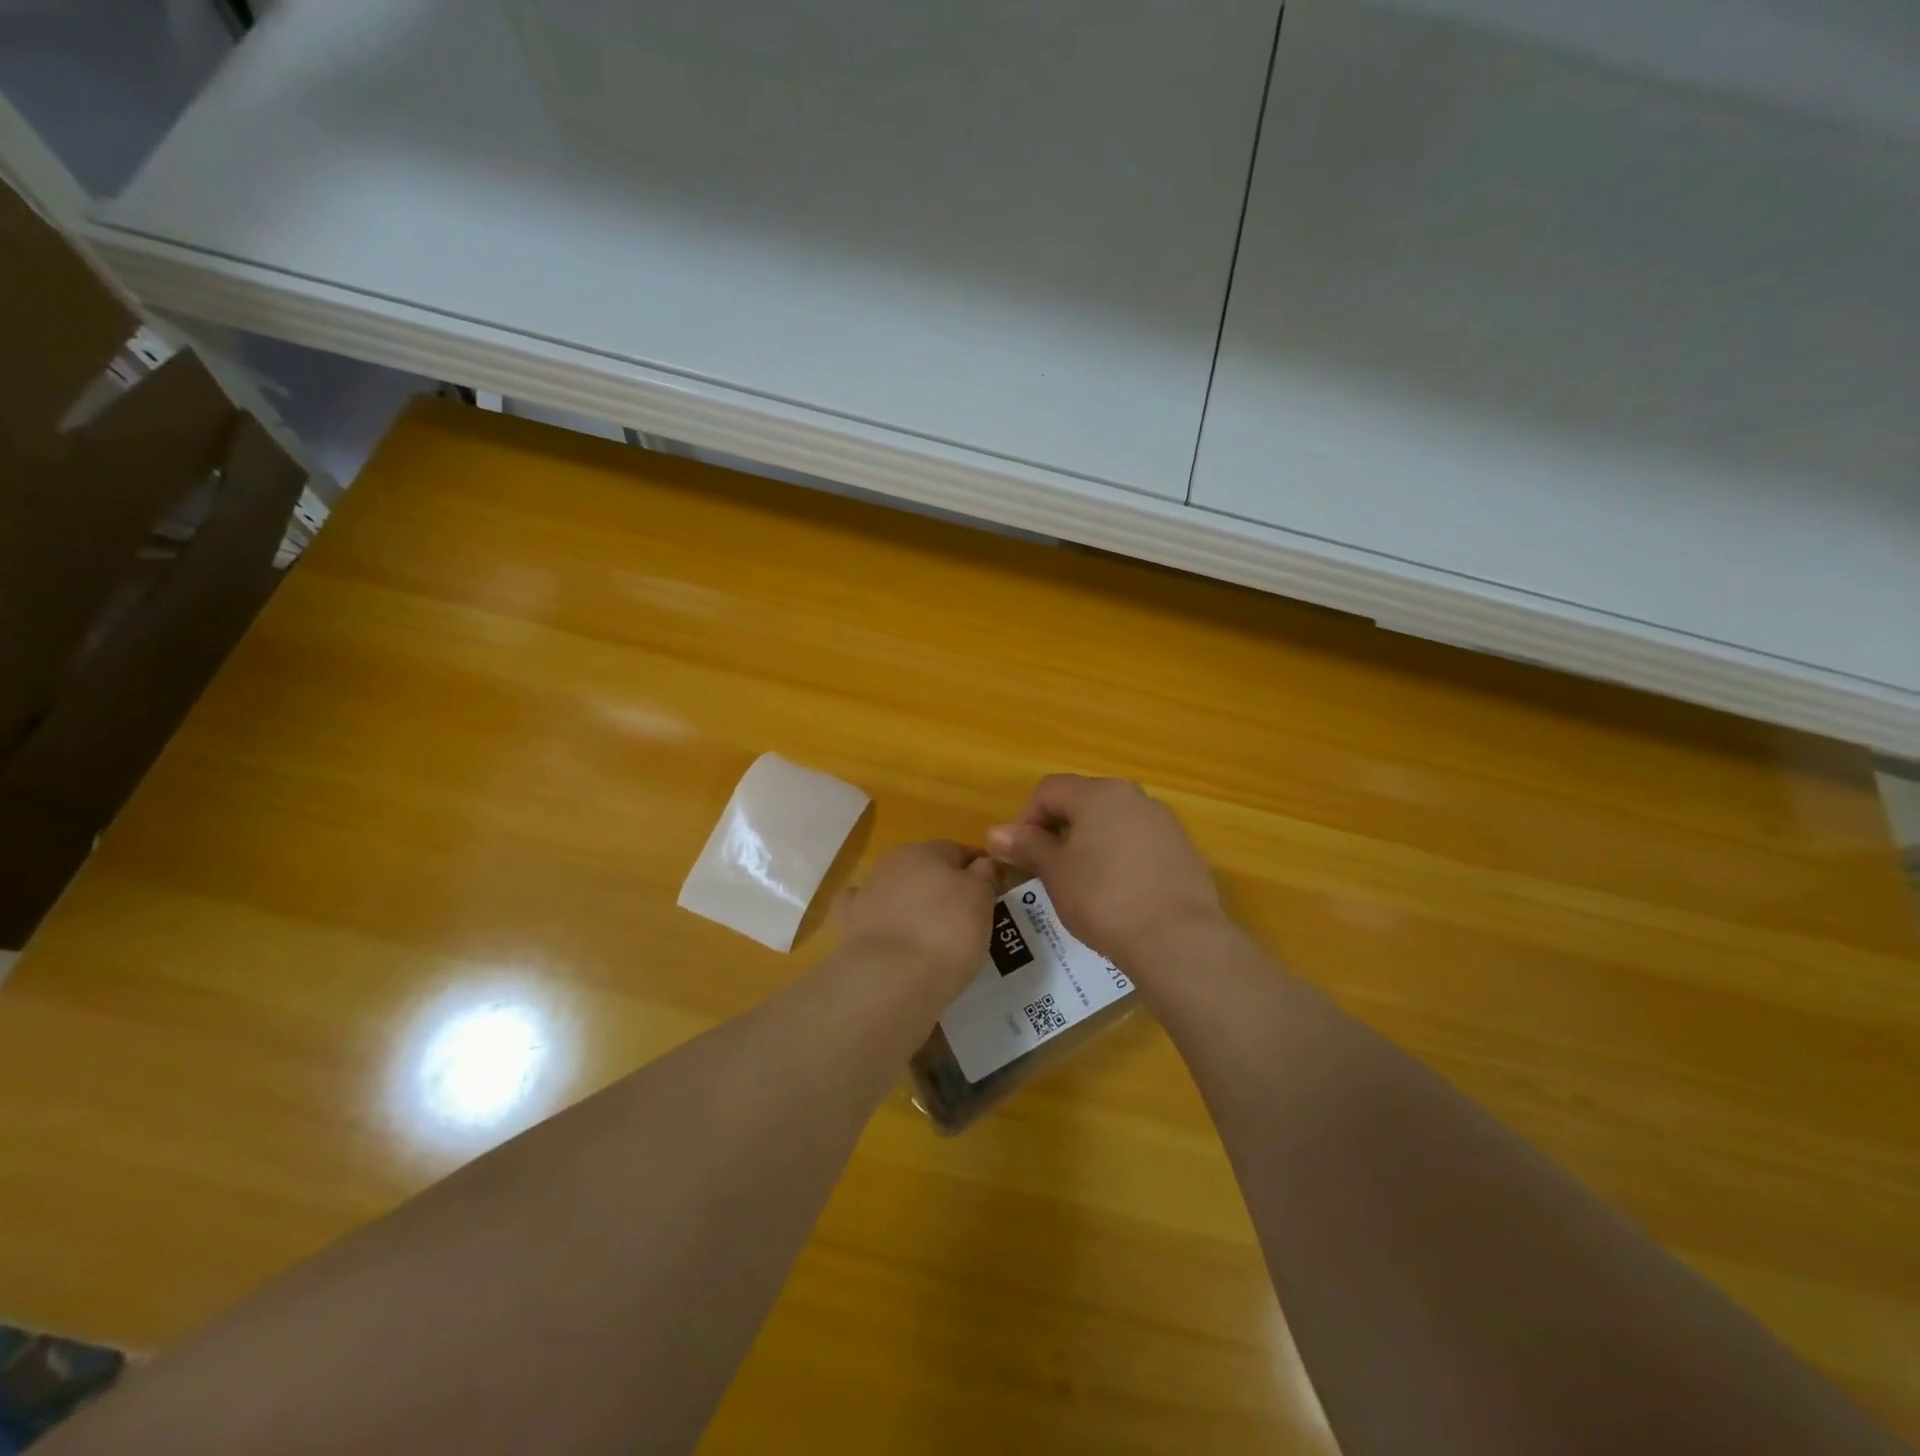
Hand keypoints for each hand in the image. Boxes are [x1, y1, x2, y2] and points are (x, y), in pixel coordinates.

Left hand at [834, 840, 997, 995]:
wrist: (891, 978)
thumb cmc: (946, 932)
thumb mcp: (981, 900)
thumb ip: (984, 875)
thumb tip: (982, 863)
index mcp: (926, 850)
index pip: (959, 851)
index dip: (977, 871)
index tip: (991, 895)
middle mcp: (893, 862)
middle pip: (925, 869)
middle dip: (942, 887)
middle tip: (963, 919)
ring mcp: (866, 892)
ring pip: (896, 889)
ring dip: (910, 903)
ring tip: (929, 936)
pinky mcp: (848, 923)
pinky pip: (866, 913)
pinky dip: (877, 920)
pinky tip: (887, 934)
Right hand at [987, 775, 1224, 970]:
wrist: (1178, 939)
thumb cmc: (1104, 899)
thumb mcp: (1055, 873)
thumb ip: (1026, 846)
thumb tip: (994, 833)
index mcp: (1099, 794)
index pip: (1049, 790)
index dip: (1026, 819)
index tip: (1020, 856)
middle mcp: (1134, 797)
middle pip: (1083, 801)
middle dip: (1059, 830)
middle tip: (1048, 869)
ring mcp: (1164, 822)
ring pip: (1113, 822)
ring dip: (1090, 843)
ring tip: (1083, 884)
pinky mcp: (1184, 850)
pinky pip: (1140, 843)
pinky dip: (1121, 858)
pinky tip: (1118, 894)